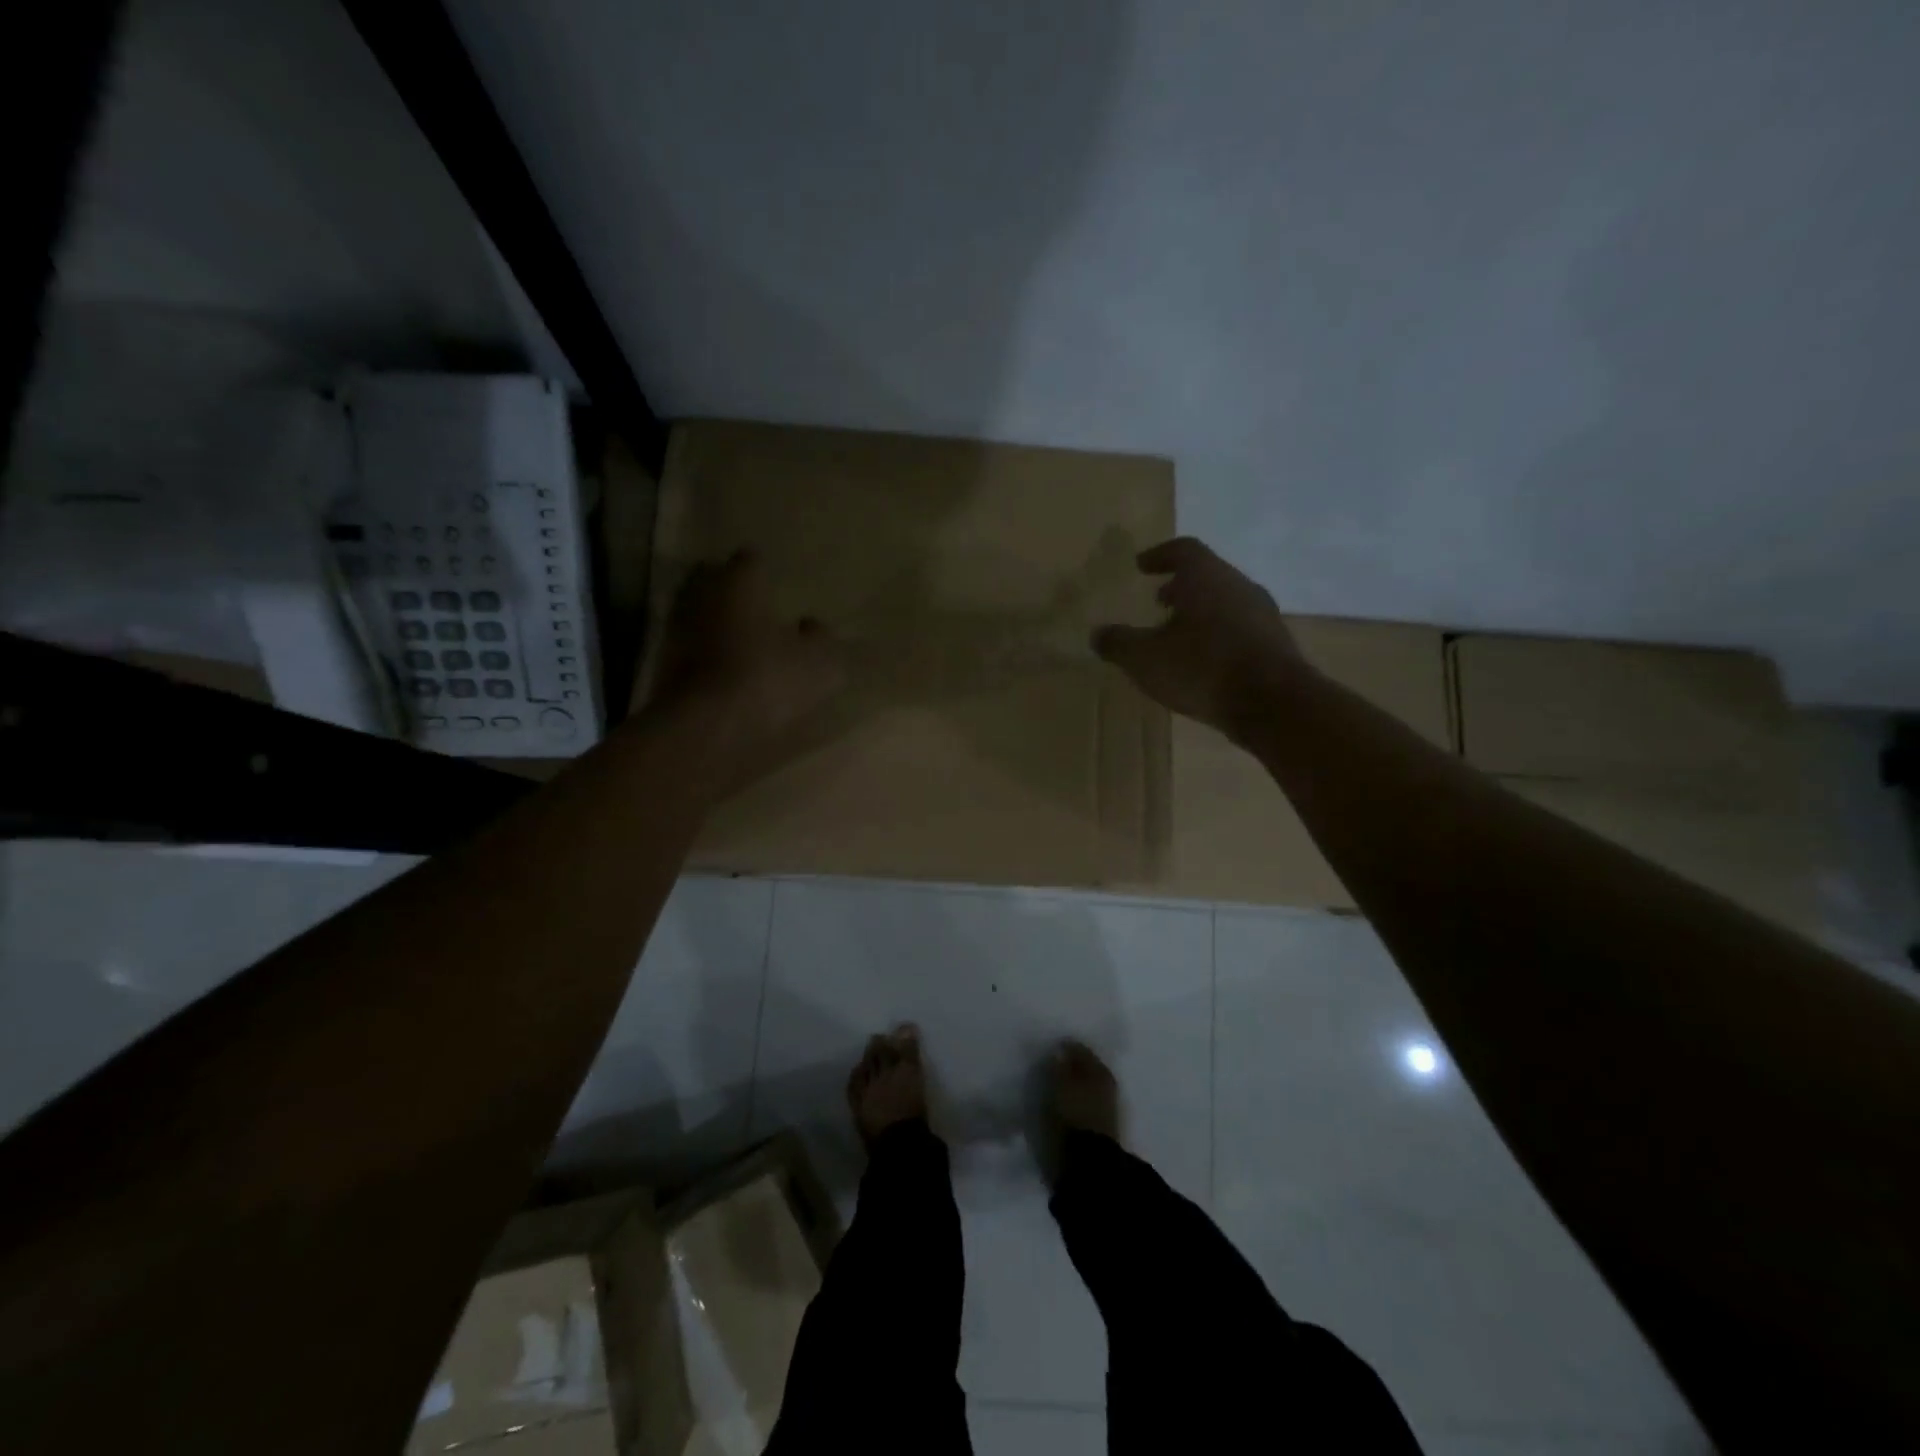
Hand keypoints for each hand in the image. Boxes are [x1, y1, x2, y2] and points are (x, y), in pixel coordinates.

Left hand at [643, 551, 844, 790]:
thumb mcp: (819, 662)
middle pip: (712, 578)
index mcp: (740, 581)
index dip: (764, 572)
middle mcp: (701, 593)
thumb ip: (819, 638)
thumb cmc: (768, 679)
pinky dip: (702, 653)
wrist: (705, 727)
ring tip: (737, 641)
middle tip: (753, 607)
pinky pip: (687, 647)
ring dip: (713, 622)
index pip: (750, 560)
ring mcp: (676, 628)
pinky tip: (721, 671)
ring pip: (696, 612)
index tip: (775, 587)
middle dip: (730, 589)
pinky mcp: (662, 664)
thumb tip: (811, 626)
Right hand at [1091, 537, 1305, 741]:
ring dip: (1200, 611)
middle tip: (1158, 600)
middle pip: (1207, 575)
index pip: (1183, 550)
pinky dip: (1218, 634)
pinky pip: (1240, 627)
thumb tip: (1098, 634)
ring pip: (1225, 601)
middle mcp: (1238, 585)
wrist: (1273, 704)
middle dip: (1180, 585)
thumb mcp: (1145, 659)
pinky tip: (1204, 661)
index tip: (1142, 566)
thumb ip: (1118, 643)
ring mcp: (1262, 613)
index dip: (1160, 555)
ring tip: (1177, 634)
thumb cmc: (1202, 668)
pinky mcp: (1275, 643)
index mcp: (1206, 577)